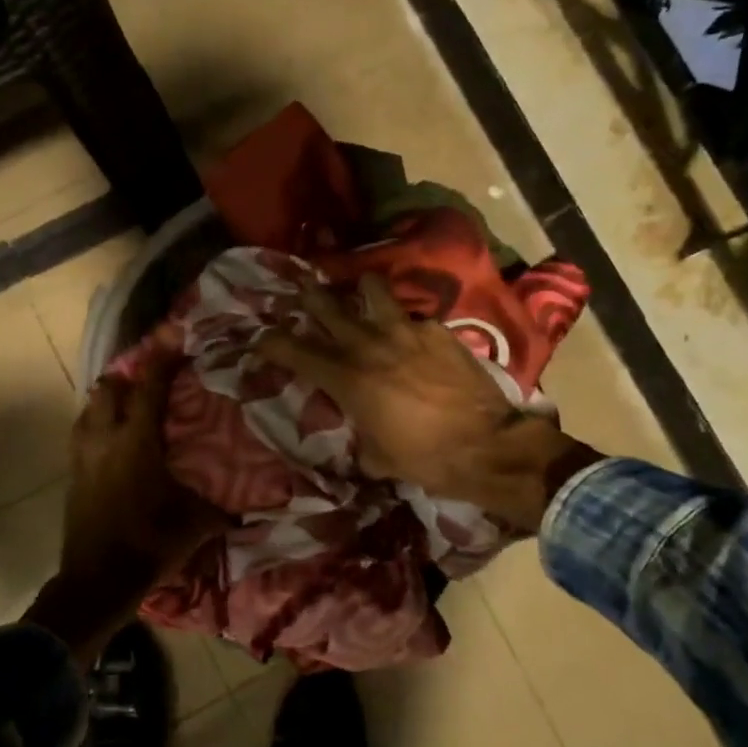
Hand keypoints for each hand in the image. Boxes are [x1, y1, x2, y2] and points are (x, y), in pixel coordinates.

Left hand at [21, 358, 226, 663]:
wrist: (97, 580)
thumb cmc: (149, 544)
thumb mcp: (196, 524)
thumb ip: (226, 508)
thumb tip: (262, 504)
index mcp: (137, 442)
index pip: (149, 386)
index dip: (162, 357)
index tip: (174, 334)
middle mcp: (105, 438)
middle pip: (109, 387)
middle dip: (128, 376)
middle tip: (152, 380)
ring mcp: (83, 455)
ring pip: (90, 407)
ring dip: (109, 400)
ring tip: (131, 406)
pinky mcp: (72, 473)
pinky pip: (81, 432)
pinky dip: (96, 423)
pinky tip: (111, 438)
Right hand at [258, 275, 595, 526]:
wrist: (487, 446)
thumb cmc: (424, 459)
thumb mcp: (375, 456)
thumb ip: (356, 431)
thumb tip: (355, 426)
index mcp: (345, 378)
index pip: (292, 349)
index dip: (270, 342)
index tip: (260, 340)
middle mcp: (368, 344)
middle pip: (325, 304)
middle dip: (307, 297)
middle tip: (302, 293)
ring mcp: (405, 330)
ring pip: (370, 288)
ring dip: (358, 290)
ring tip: (359, 295)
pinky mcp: (437, 329)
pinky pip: (411, 314)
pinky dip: (403, 321)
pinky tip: (411, 336)